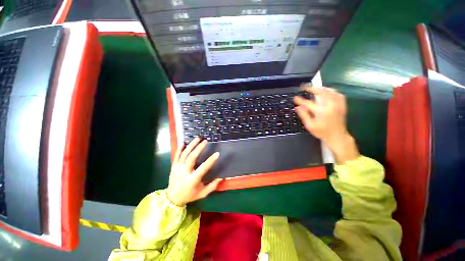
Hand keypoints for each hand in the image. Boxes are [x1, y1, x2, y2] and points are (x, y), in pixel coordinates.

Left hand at [166, 138, 222, 206]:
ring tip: (197, 138)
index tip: (217, 153)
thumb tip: (221, 178)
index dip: (211, 160)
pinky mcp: (173, 167)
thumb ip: (212, 186)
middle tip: (205, 141)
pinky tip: (184, 143)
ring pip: (184, 154)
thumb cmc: (189, 195)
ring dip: (191, 145)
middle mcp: (184, 172)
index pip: (203, 167)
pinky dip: (180, 149)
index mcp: (193, 179)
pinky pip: (176, 156)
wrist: (172, 199)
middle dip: (199, 148)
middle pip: (192, 157)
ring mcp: (177, 168)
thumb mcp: (202, 193)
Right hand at [294, 86, 358, 163]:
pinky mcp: (342, 104)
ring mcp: (337, 104)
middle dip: (311, 88)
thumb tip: (298, 107)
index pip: (308, 103)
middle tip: (304, 87)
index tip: (295, 98)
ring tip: (314, 88)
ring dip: (321, 88)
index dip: (300, 100)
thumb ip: (304, 115)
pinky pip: (337, 93)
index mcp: (321, 111)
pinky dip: (331, 91)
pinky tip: (327, 91)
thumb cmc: (322, 132)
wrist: (337, 135)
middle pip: (321, 92)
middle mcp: (330, 105)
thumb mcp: (310, 125)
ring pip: (330, 91)